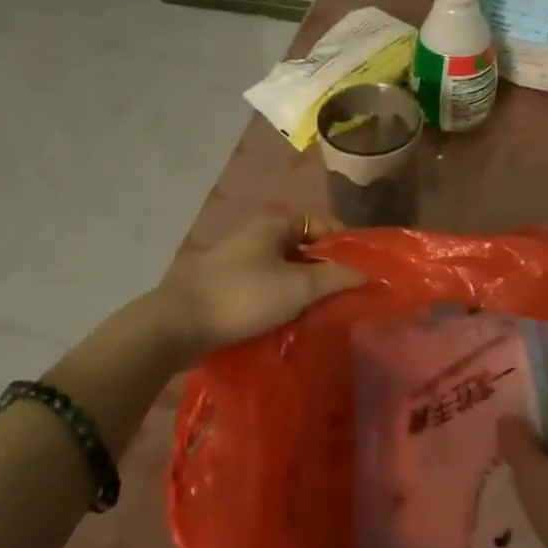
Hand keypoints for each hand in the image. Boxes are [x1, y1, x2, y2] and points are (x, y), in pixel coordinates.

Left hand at [152, 209, 363, 365]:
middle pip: (305, 248)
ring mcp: (241, 259)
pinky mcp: (230, 285)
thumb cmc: (243, 296)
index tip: (363, 273)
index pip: (324, 225)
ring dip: (305, 289)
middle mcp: (258, 233)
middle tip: (347, 297)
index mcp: (274, 221)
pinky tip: (295, 321)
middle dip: (326, 271)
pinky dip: (283, 300)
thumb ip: (337, 277)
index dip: (346, 247)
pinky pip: (268, 287)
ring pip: (287, 270)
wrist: (178, 325)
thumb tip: (369, 273)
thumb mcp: (298, 287)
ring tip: (325, 313)